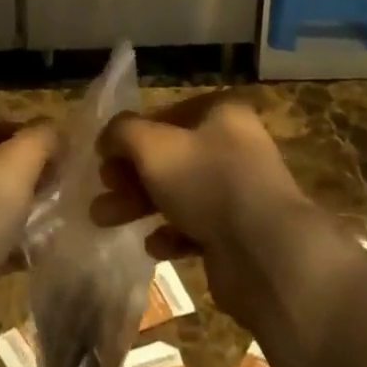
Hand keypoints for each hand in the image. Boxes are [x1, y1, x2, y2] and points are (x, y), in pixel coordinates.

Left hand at [0, 118, 57, 292]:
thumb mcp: (15, 167)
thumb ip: (40, 140)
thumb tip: (56, 130)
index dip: (26, 134)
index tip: (59, 151)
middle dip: (25, 172)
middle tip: (59, 182)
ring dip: (18, 208)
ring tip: (53, 216)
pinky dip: (7, 242)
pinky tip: (36, 251)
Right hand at [90, 93, 318, 322]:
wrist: (266, 253)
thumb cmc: (207, 181)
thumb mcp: (153, 145)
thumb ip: (123, 133)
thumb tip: (107, 137)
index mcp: (220, 113)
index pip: (166, 114)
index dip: (131, 134)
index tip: (104, 156)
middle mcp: (233, 146)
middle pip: (170, 156)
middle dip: (130, 174)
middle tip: (101, 190)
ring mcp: (239, 192)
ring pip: (179, 192)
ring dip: (141, 204)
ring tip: (103, 220)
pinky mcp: (239, 234)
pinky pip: (197, 227)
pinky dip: (172, 233)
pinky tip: (152, 245)